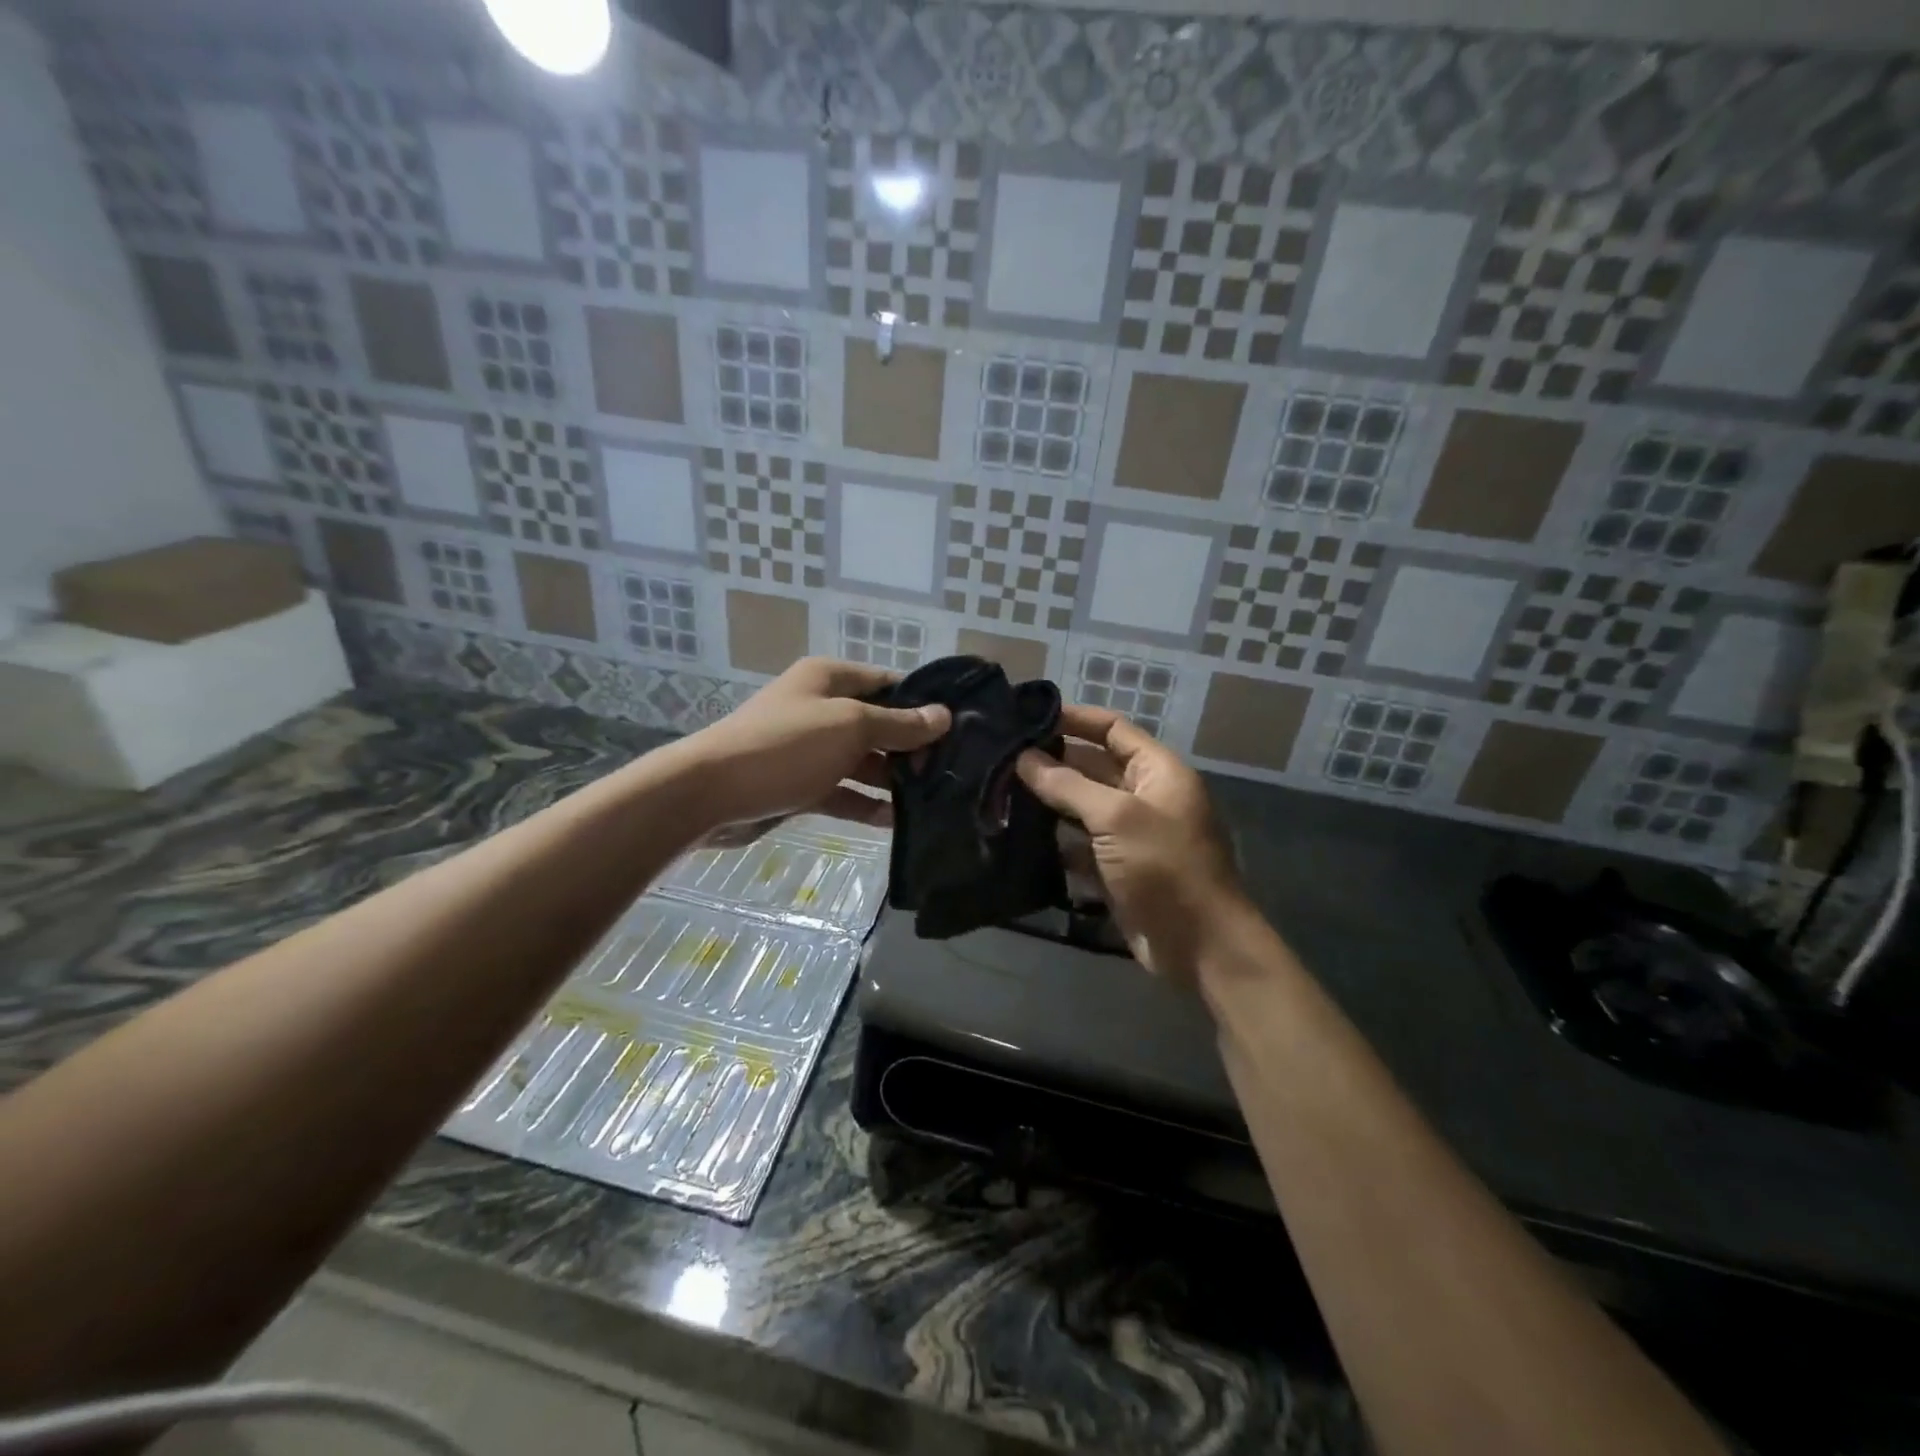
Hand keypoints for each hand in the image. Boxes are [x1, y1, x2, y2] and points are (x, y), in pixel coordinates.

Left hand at [670, 657, 948, 837]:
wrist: (710, 793)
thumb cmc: (786, 746)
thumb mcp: (850, 727)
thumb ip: (899, 725)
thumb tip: (943, 715)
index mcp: (830, 679)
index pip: (888, 683)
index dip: (922, 703)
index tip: (958, 728)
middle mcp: (821, 709)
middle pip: (878, 724)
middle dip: (911, 747)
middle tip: (951, 771)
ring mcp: (811, 749)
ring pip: (862, 761)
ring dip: (892, 779)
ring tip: (933, 798)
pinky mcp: (801, 785)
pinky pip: (843, 791)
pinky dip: (866, 803)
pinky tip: (896, 821)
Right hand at [1017, 706, 1242, 977]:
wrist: (1199, 945)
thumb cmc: (1165, 867)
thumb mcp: (1116, 818)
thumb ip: (1068, 785)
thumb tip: (1024, 758)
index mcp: (1158, 772)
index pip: (1113, 729)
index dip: (1075, 719)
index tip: (1028, 716)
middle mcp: (1145, 797)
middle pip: (1094, 767)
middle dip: (1054, 761)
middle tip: (1003, 756)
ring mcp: (1131, 836)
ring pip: (1083, 807)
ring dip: (1049, 801)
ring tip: (1000, 790)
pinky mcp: (1117, 869)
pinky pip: (1081, 845)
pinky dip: (1056, 840)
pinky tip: (1019, 835)